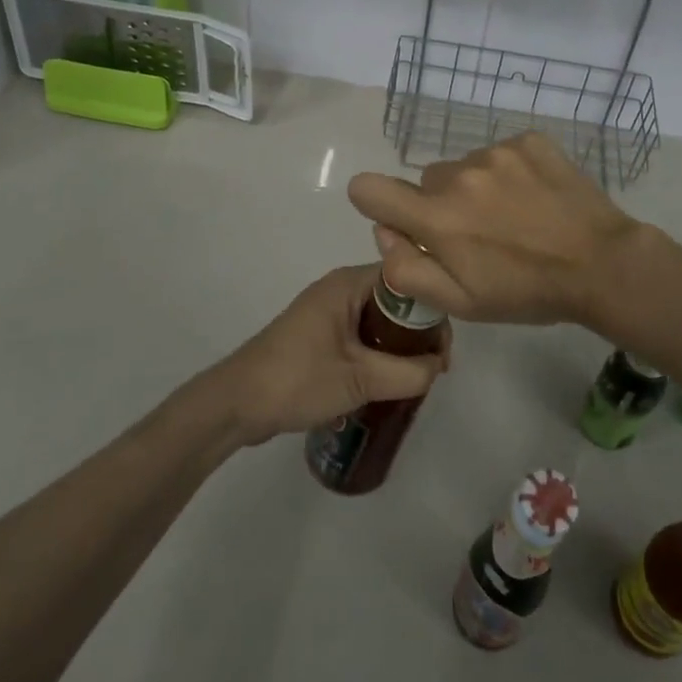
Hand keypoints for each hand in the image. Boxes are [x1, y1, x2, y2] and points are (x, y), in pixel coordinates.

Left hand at [207, 265, 448, 444]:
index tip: (444, 347)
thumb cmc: (298, 379)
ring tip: (417, 377)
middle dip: (419, 331)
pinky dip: (380, 352)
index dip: (432, 307)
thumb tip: (438, 367)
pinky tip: (389, 380)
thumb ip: (408, 373)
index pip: (406, 278)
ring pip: (379, 319)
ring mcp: (328, 311)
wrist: (237, 403)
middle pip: (395, 299)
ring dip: (400, 345)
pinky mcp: (320, 334)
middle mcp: (339, 288)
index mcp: (347, 283)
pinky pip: (363, 334)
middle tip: (434, 368)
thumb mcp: (360, 379)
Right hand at [346, 133, 645, 327]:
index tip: (400, 219)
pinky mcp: (528, 140)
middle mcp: (460, 175)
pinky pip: (500, 152)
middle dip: (441, 205)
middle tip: (479, 234)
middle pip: (426, 181)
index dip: (374, 201)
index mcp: (438, 218)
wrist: (602, 264)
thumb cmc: (527, 292)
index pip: (369, 188)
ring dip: (477, 188)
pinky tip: (534, 197)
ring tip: (514, 216)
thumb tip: (384, 232)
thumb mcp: (461, 303)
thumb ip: (408, 269)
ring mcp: (497, 152)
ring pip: (464, 166)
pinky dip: (509, 172)